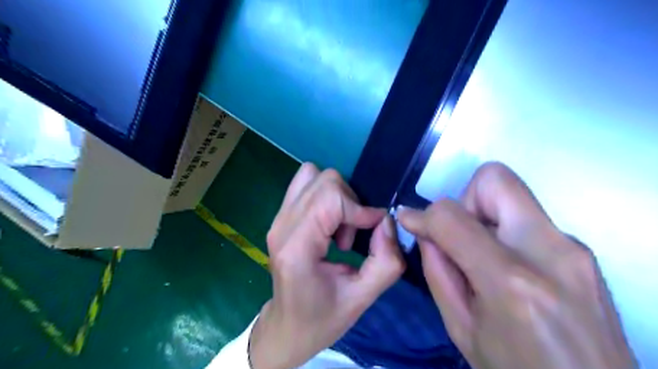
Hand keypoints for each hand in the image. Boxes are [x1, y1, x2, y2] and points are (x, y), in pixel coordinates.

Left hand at [250, 164, 404, 368]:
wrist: (286, 327)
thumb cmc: (321, 319)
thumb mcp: (362, 299)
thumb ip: (385, 261)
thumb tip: (387, 221)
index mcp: (297, 247)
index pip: (330, 198)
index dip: (360, 209)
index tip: (374, 230)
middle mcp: (282, 225)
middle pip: (323, 180)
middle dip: (349, 202)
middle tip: (352, 235)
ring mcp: (277, 219)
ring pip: (313, 175)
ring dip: (337, 196)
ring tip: (339, 228)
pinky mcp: (280, 217)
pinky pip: (306, 185)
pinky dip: (325, 196)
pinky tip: (329, 224)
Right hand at [399, 163, 635, 368]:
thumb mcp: (460, 327)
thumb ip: (437, 270)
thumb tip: (424, 230)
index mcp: (511, 282)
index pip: (452, 217)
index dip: (423, 214)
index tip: (410, 221)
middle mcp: (549, 252)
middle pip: (494, 179)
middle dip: (463, 200)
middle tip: (459, 237)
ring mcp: (573, 248)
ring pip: (511, 193)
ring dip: (482, 215)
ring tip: (481, 255)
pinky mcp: (581, 250)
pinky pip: (527, 217)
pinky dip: (502, 229)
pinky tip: (504, 265)